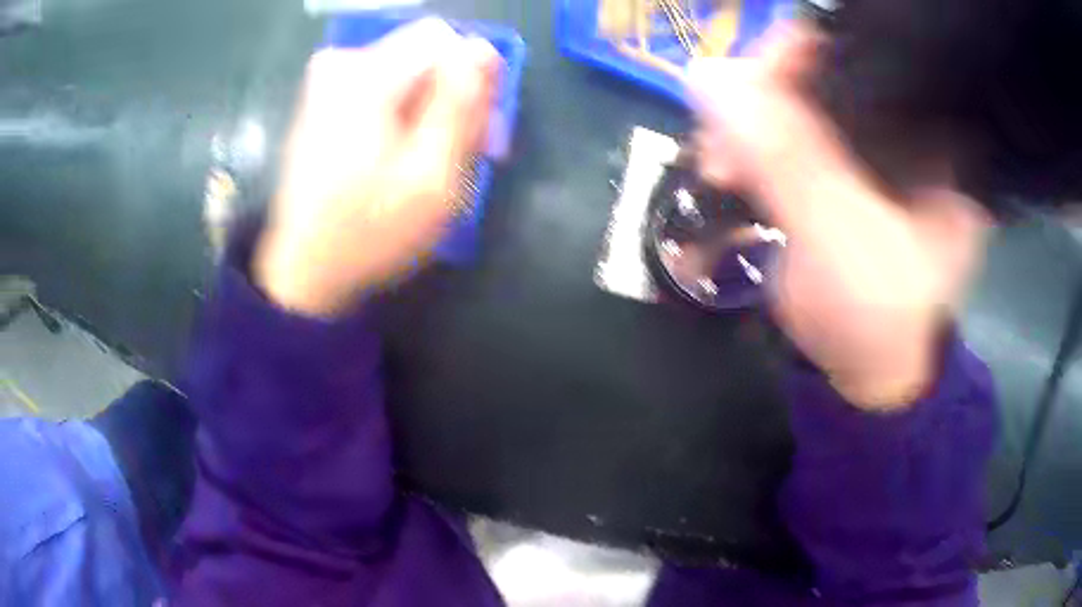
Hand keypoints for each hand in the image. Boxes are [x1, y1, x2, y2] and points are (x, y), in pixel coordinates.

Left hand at [255, 19, 500, 316]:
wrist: (307, 271)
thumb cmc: (370, 233)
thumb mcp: (433, 176)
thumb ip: (461, 105)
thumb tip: (483, 49)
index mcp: (366, 77)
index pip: (444, 41)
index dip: (474, 79)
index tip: (481, 129)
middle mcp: (341, 66)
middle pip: (426, 57)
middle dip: (454, 99)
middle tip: (466, 153)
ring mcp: (328, 83)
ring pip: (410, 75)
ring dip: (434, 112)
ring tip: (437, 163)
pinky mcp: (325, 102)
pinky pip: (386, 89)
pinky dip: (407, 117)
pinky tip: (409, 157)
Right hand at [687, 24, 987, 408]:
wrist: (865, 374)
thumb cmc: (876, 318)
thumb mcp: (840, 236)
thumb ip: (786, 156)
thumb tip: (708, 74)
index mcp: (930, 134)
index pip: (863, 53)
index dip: (803, 54)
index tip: (753, 84)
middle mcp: (901, 127)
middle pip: (821, 72)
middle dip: (764, 96)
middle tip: (727, 143)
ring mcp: (865, 146)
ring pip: (793, 100)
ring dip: (747, 123)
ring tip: (722, 167)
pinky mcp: (835, 166)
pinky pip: (781, 131)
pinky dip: (748, 143)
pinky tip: (731, 168)